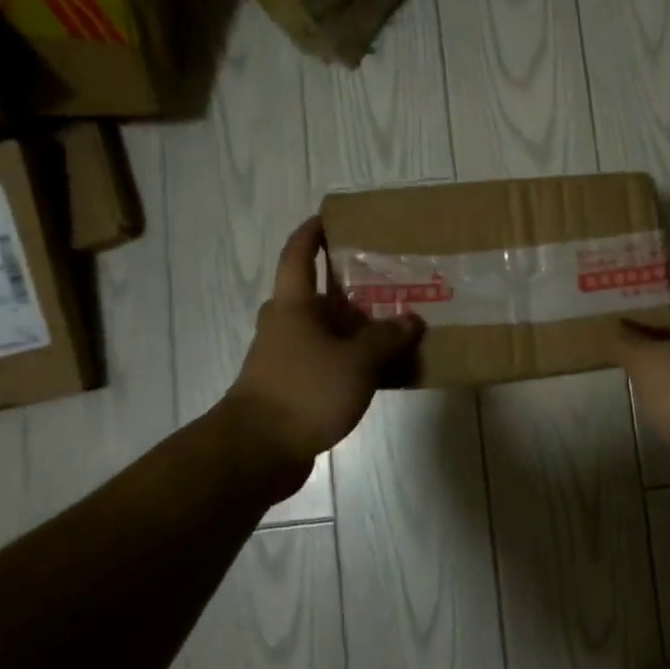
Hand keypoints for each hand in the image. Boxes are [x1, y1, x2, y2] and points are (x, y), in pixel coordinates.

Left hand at [218, 216, 423, 484]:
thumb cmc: (305, 390)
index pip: (299, 254)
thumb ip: (387, 338)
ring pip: (324, 330)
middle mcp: (285, 323)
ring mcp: (284, 356)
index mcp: (293, 304)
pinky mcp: (290, 386)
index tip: (332, 217)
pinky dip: (349, 357)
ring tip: (394, 325)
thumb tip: (412, 319)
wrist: (257, 451)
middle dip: (351, 287)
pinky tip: (379, 368)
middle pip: (318, 294)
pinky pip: (325, 359)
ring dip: (354, 326)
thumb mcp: (357, 361)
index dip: (313, 232)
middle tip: (389, 281)